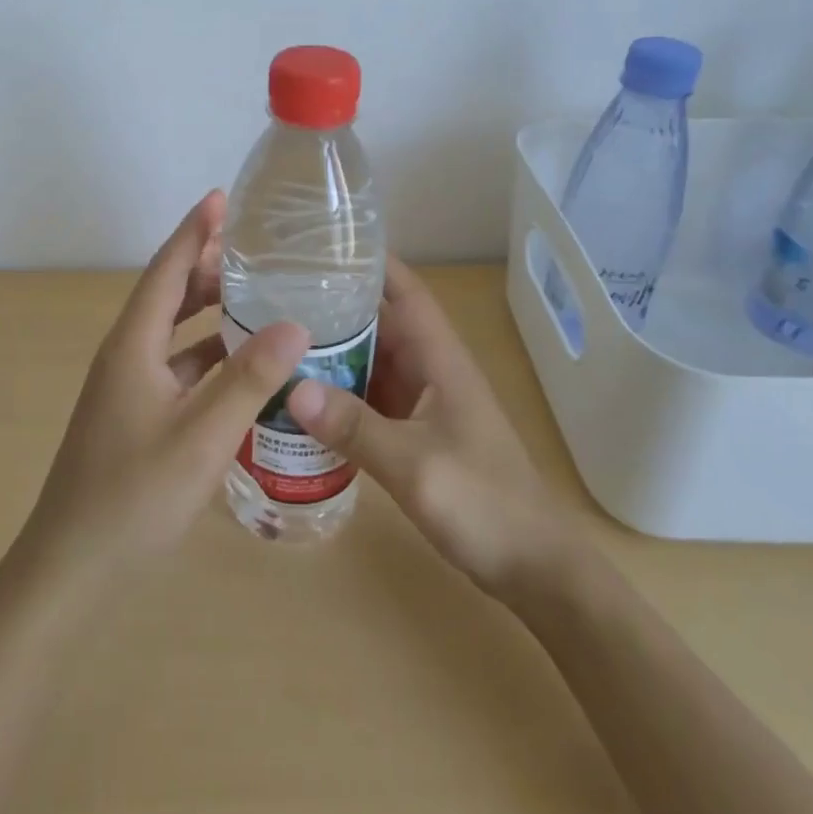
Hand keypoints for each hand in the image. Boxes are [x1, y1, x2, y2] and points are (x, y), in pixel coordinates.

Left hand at [19, 191, 308, 581]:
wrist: (71, 569)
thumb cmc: (133, 497)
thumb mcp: (201, 437)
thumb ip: (249, 380)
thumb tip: (296, 325)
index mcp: (132, 346)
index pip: (166, 270)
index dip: (193, 231)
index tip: (221, 197)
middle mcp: (126, 356)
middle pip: (168, 295)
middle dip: (206, 265)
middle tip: (255, 248)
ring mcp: (127, 388)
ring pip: (172, 333)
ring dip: (208, 310)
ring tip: (255, 294)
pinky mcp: (135, 415)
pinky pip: (176, 367)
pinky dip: (207, 354)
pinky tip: (242, 364)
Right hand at [286, 256, 569, 600]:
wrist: (534, 568)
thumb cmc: (484, 503)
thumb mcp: (414, 464)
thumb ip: (355, 427)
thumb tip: (293, 388)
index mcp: (440, 359)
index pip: (405, 291)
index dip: (371, 262)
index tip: (322, 245)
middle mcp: (431, 370)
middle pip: (380, 321)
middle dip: (335, 305)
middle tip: (277, 294)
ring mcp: (424, 402)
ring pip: (373, 360)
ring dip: (334, 351)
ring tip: (278, 339)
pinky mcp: (417, 432)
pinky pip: (371, 398)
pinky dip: (341, 393)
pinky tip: (304, 398)